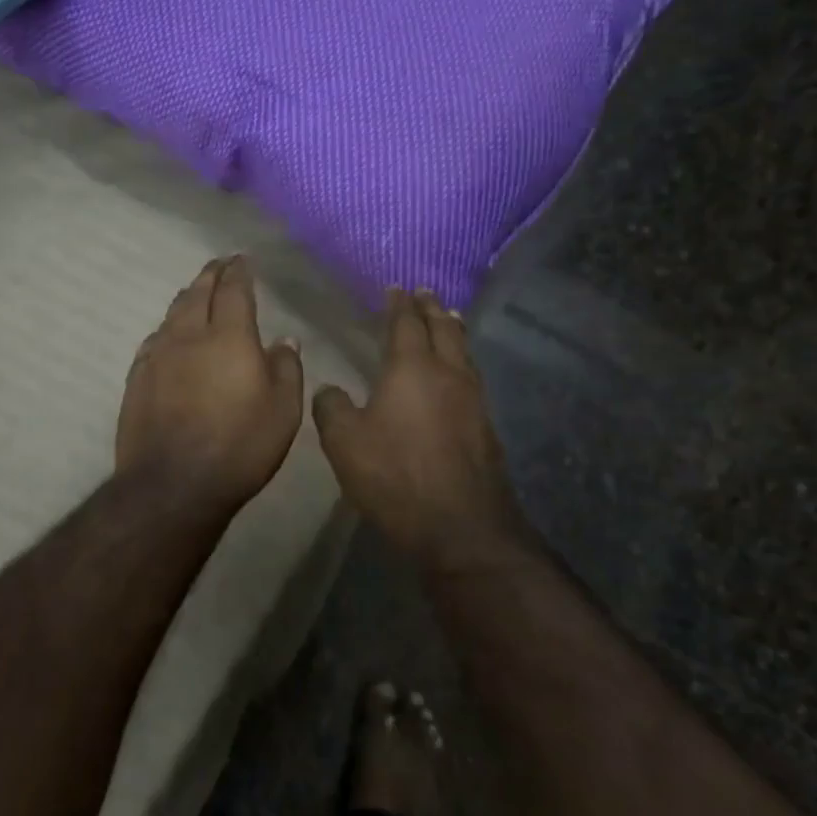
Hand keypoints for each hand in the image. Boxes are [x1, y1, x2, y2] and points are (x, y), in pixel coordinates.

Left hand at [117, 256, 304, 519]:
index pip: (233, 290)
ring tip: (196, 292)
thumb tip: (285, 339)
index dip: (239, 271)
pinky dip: (168, 327)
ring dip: (187, 297)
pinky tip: (169, 335)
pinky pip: (154, 339)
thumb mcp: (283, 412)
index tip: (242, 260)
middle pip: (197, 292)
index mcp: (228, 336)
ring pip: (172, 313)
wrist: (172, 485)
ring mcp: (157, 356)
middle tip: (220, 264)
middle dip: (211, 274)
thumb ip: (286, 369)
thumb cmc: (238, 447)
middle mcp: (188, 336)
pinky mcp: (137, 378)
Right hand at [312, 290, 525, 560]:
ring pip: (464, 353)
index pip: (406, 324)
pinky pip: (472, 379)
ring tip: (449, 321)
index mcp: (412, 368)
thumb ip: (332, 408)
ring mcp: (473, 401)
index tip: (397, 288)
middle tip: (426, 293)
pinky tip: (457, 376)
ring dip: (453, 332)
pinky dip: (462, 363)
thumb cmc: (395, 475)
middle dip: (432, 309)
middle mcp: (448, 374)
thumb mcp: (344, 442)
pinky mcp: (486, 428)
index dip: (399, 305)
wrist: (460, 527)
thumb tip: (330, 389)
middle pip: (443, 330)